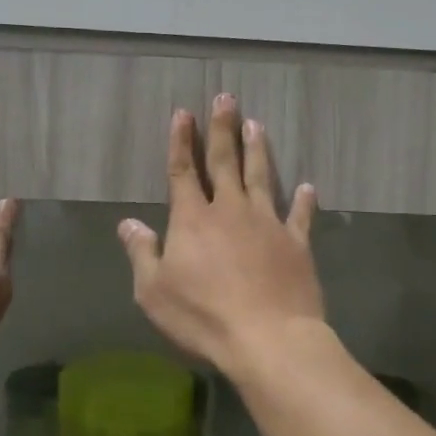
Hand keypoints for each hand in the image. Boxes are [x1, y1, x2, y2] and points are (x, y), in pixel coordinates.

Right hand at [118, 94, 323, 379]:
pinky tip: (307, 186)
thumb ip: (142, 253)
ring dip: (258, 150)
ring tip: (256, 124)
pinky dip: (302, 200)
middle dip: (222, 129)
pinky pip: (299, 215)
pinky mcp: (296, 243)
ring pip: (261, 177)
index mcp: (192, 219)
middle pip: (225, 162)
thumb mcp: (154, 291)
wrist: (267, 338)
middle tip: (226, 98)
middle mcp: (230, 211)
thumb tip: (128, 223)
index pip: (183, 171)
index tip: (184, 113)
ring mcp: (267, 224)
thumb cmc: (203, 316)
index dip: (181, 141)